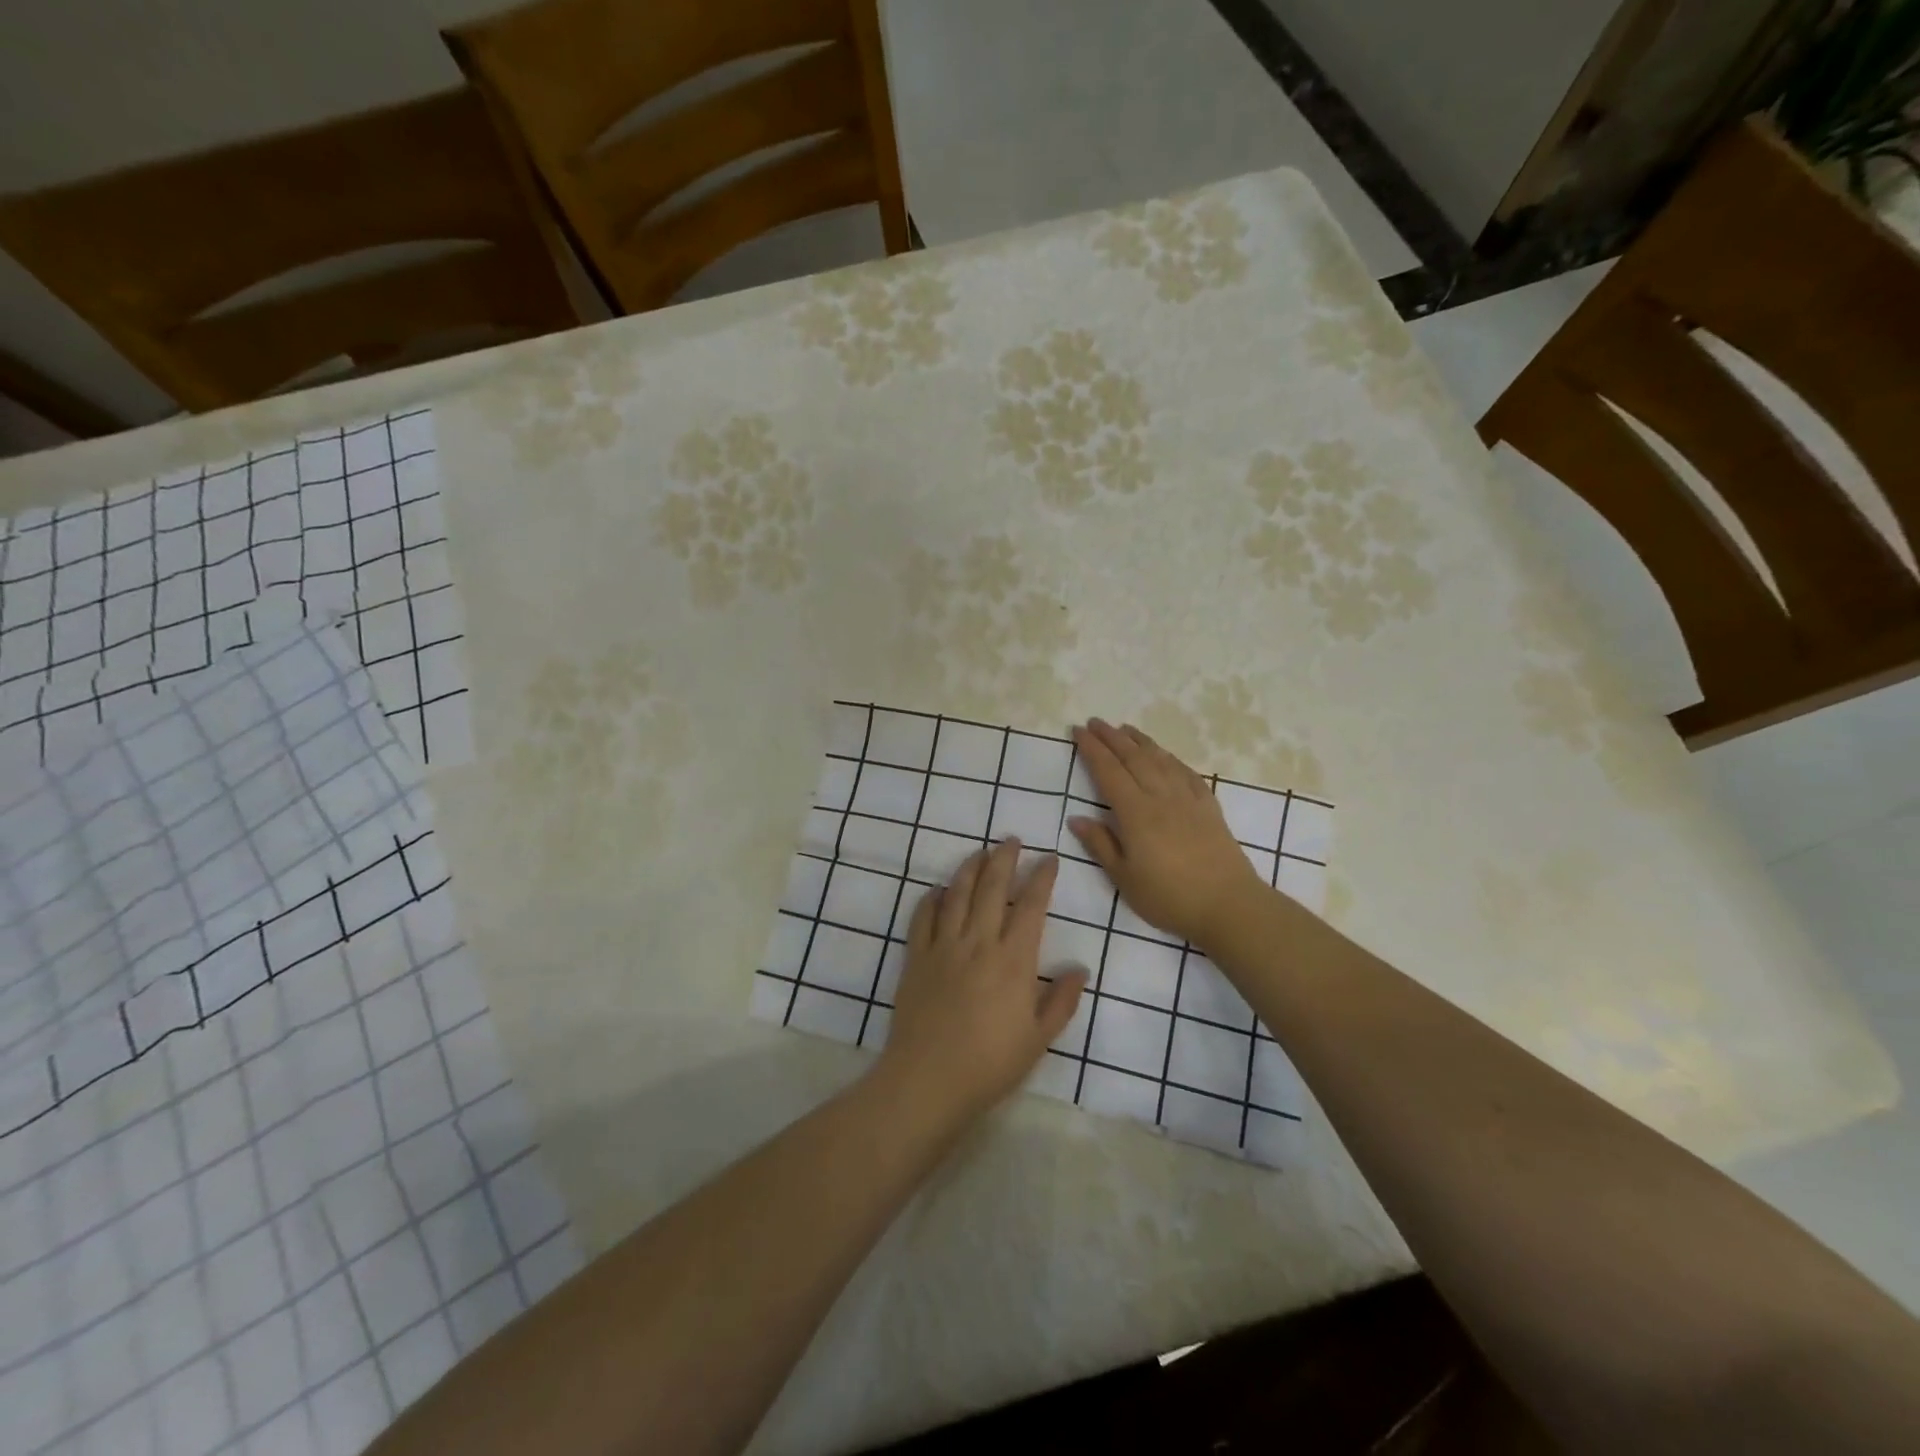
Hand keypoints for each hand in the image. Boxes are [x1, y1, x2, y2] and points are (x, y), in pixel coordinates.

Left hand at [876, 840, 1085, 1120]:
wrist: (929, 1079)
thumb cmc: (990, 1064)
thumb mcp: (1038, 1039)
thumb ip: (1061, 1001)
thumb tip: (1080, 969)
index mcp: (1013, 960)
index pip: (1030, 906)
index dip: (1041, 878)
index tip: (1048, 859)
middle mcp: (978, 942)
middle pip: (991, 888)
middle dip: (1004, 859)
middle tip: (1011, 840)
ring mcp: (943, 947)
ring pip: (957, 894)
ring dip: (969, 869)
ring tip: (979, 852)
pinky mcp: (915, 958)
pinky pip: (923, 918)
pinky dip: (931, 899)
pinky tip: (938, 891)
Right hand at [1067, 719, 1268, 948]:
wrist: (1229, 905)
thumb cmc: (1169, 896)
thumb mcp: (1124, 878)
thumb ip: (1100, 844)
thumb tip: (1076, 818)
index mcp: (1135, 813)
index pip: (1108, 772)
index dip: (1092, 749)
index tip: (1078, 731)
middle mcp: (1160, 797)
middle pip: (1133, 758)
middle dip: (1111, 737)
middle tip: (1095, 722)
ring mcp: (1187, 799)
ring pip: (1160, 759)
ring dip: (1140, 741)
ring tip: (1125, 728)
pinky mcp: (1208, 806)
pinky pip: (1186, 772)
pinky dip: (1170, 758)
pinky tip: (1165, 755)